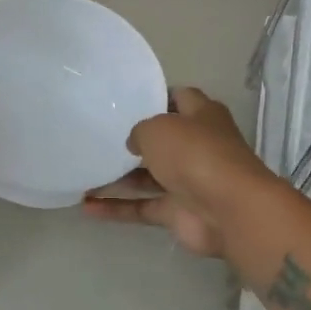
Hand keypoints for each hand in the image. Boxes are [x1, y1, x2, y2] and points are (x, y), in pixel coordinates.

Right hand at [82, 87, 278, 256]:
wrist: (227, 210)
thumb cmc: (195, 154)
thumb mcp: (158, 128)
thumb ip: (139, 132)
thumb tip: (135, 144)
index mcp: (202, 116)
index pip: (179, 98)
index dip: (155, 97)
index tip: (126, 100)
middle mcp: (197, 146)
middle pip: (162, 140)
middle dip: (133, 140)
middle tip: (98, 136)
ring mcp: (187, 182)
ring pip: (147, 177)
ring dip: (116, 178)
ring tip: (82, 173)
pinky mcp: (177, 212)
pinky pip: (141, 207)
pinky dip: (116, 208)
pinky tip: (86, 207)